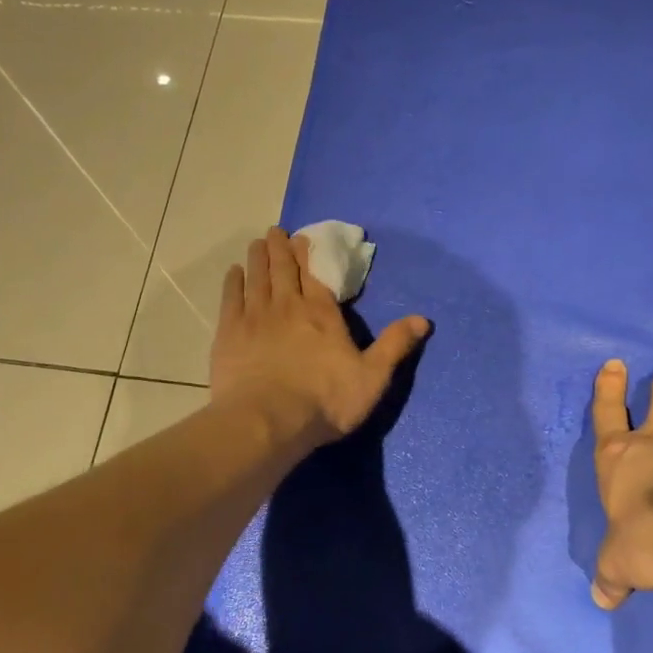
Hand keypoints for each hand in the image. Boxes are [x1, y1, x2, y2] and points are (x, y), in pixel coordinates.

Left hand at [212, 228, 430, 446]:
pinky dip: (233, 282)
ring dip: (258, 258)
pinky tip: (233, 273)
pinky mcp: (229, 334)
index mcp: (321, 313)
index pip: (314, 274)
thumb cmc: (324, 401)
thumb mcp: (372, 378)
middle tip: (276, 231)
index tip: (302, 237)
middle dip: (281, 248)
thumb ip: (394, 346)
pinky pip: (231, 298)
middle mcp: (287, 306)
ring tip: (257, 243)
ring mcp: (255, 318)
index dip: (308, 253)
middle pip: (283, 269)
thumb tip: (423, 319)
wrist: (266, 422)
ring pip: (256, 277)